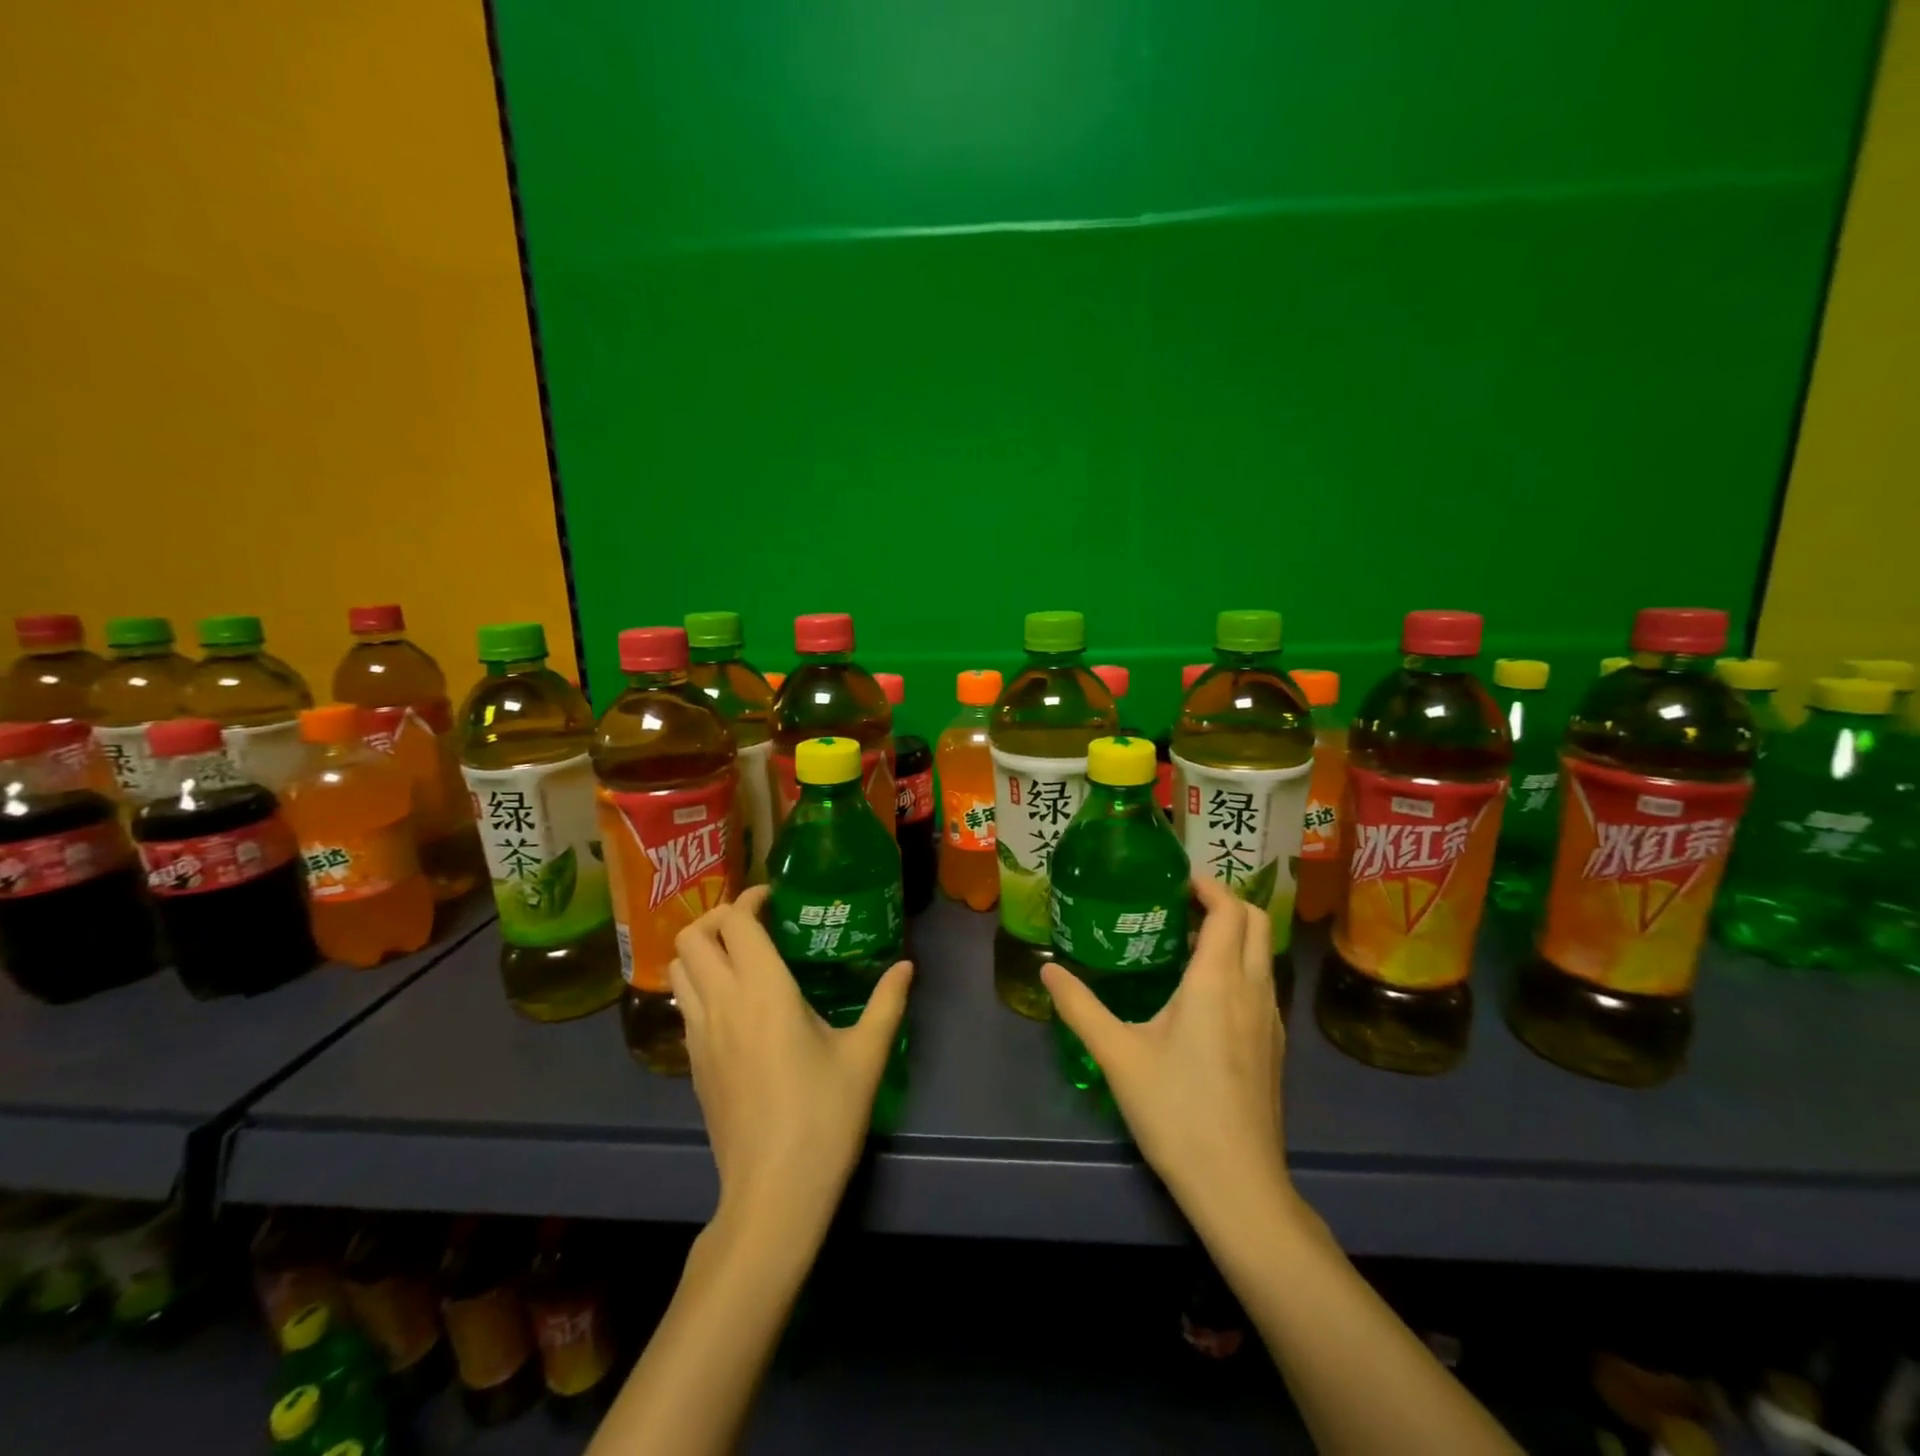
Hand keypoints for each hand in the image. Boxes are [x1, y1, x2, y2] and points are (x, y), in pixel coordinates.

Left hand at [669, 885, 912, 1234]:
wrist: (773, 1193)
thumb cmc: (824, 1116)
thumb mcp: (866, 1055)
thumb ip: (887, 1002)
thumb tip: (906, 965)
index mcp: (763, 990)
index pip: (735, 922)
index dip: (750, 899)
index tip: (776, 899)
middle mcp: (722, 1002)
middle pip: (692, 937)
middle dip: (718, 917)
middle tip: (754, 923)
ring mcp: (700, 1035)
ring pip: (678, 969)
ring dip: (701, 949)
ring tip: (739, 955)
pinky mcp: (693, 1063)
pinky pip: (683, 1003)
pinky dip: (698, 983)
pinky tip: (734, 1002)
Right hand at [1041, 877, 1290, 1220]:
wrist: (1238, 1185)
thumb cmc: (1176, 1110)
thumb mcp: (1117, 1054)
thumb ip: (1080, 1007)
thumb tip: (1047, 969)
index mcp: (1217, 981)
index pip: (1229, 910)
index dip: (1207, 885)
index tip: (1175, 879)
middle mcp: (1252, 990)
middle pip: (1254, 922)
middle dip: (1223, 901)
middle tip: (1178, 904)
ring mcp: (1270, 1019)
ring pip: (1261, 953)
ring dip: (1232, 933)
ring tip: (1185, 941)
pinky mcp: (1274, 1045)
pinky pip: (1262, 982)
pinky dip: (1239, 964)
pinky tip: (1204, 994)